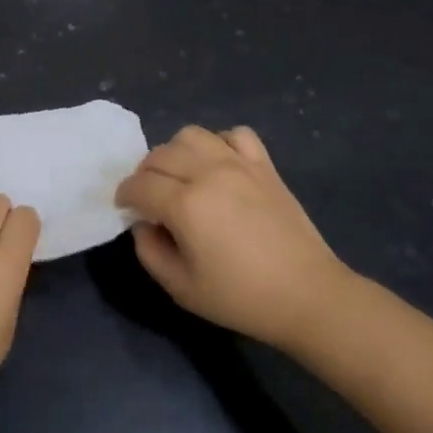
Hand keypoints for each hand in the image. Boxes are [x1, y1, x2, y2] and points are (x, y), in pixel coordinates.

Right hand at [115, 125, 350, 352]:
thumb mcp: (181, 288)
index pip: (139, 184)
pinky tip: (218, 165)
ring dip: (176, 152)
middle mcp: (208, 173)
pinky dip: (219, 143)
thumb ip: (149, 251)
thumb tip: (143, 223)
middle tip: (149, 197)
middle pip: (160, 155)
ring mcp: (239, 164)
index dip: (125, 195)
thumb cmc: (241, 298)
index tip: (125, 207)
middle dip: (144, 174)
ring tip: (180, 176)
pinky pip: (235, 134)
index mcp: (185, 204)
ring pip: (192, 135)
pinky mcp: (264, 165)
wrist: (308, 295)